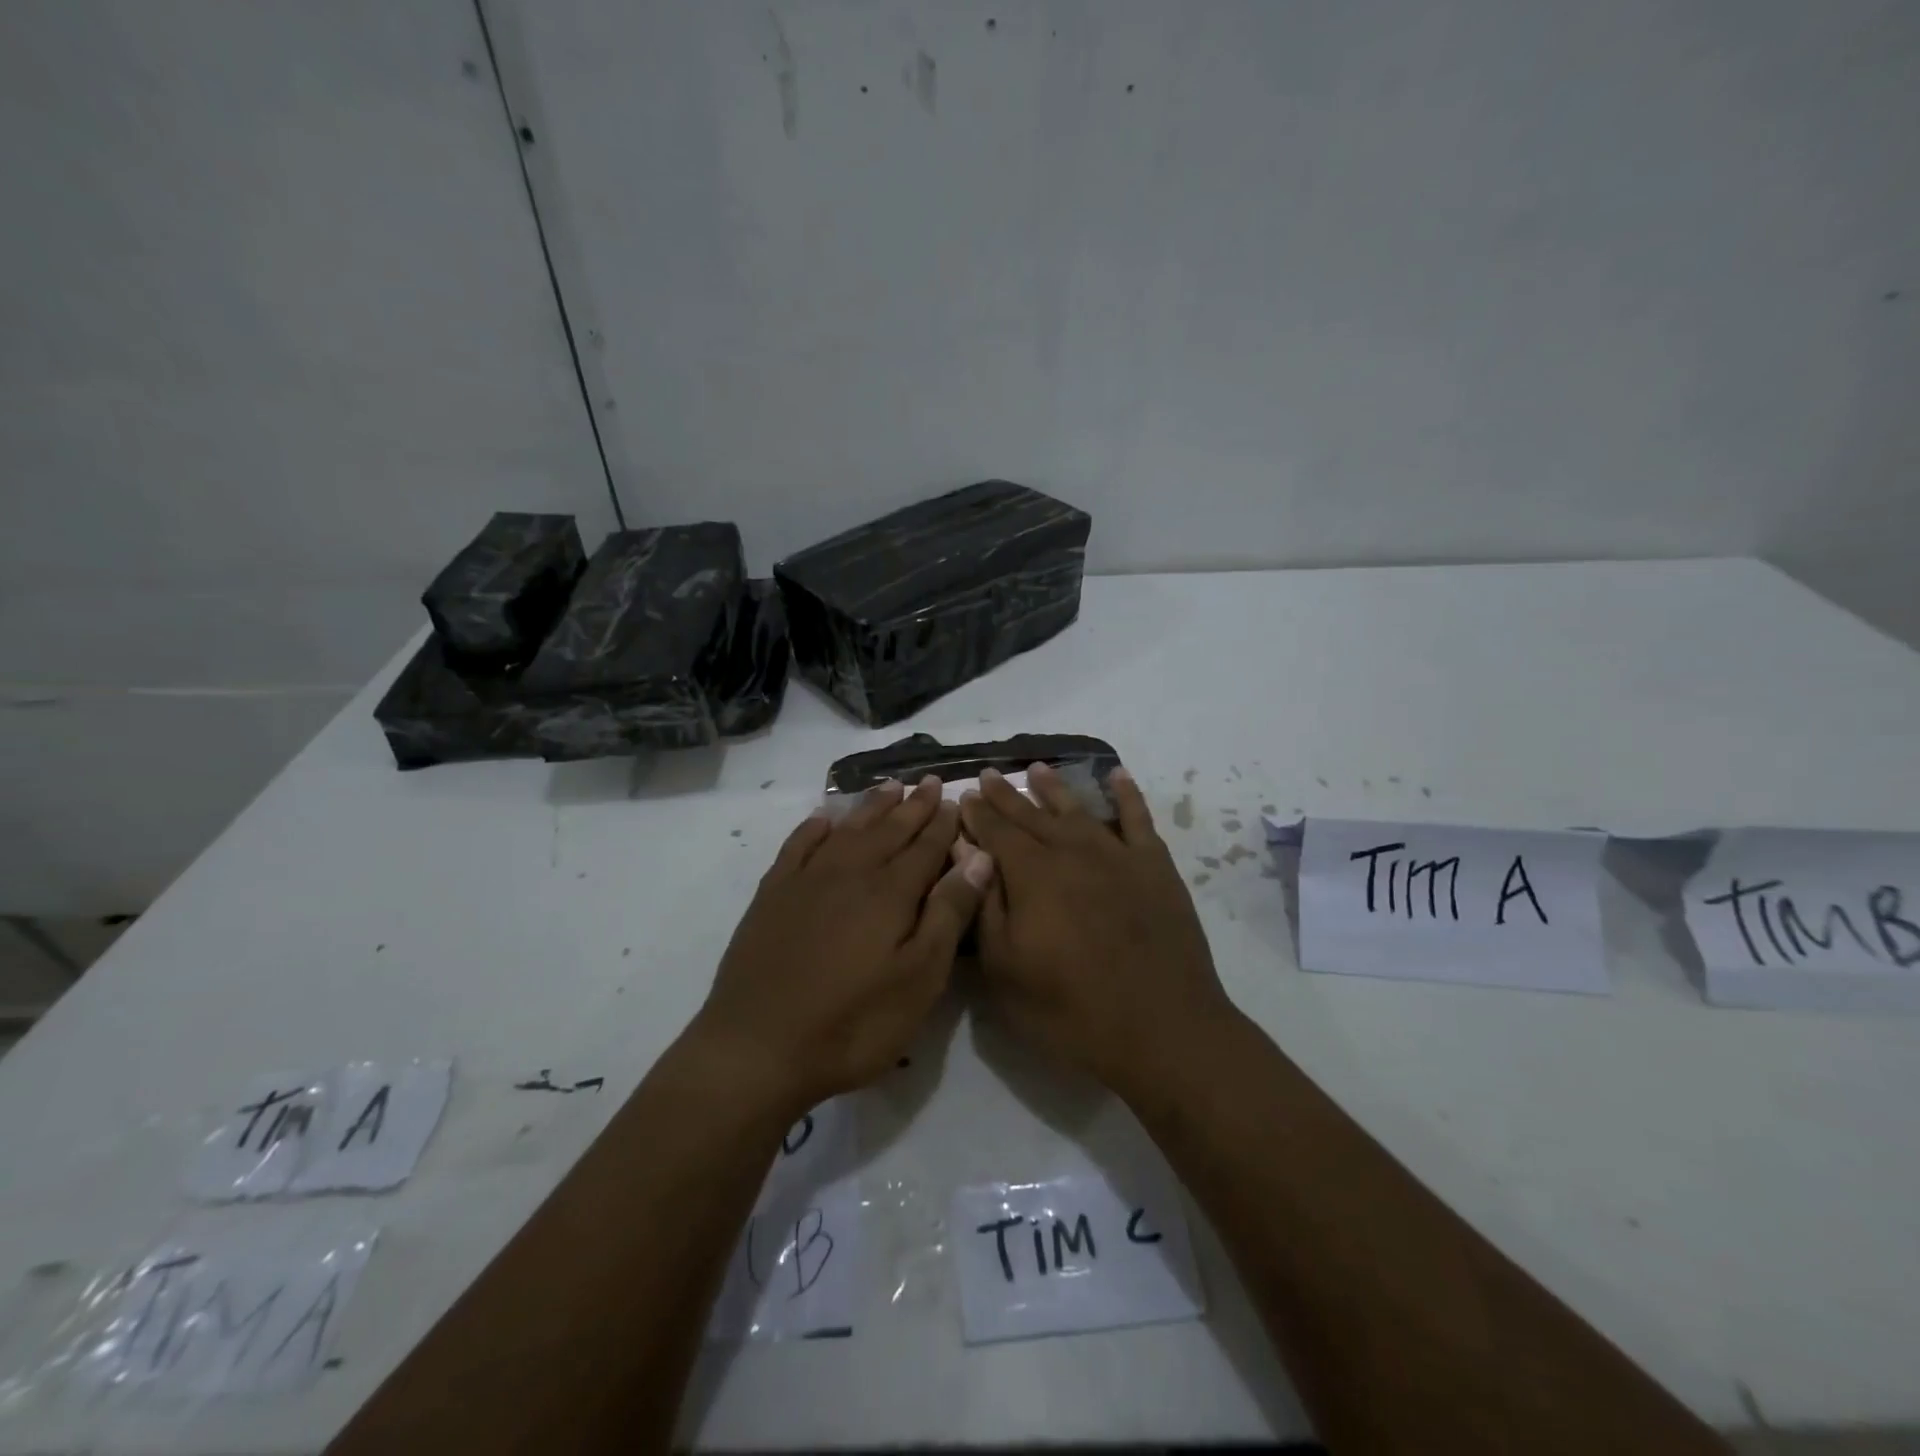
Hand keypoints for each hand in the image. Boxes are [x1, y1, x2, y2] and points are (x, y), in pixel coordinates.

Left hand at [691, 777, 994, 1115]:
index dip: (941, 823)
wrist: (757, 1047)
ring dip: (870, 807)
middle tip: (928, 781)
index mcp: (890, 892)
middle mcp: (850, 873)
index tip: (953, 798)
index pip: (925, 846)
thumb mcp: (918, 979)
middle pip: (888, 830)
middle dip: (912, 806)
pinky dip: (814, 827)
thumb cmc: (853, 1022)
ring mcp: (806, 881)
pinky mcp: (772, 895)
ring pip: (847, 830)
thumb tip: (978, 857)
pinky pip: (797, 846)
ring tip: (889, 787)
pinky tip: (823, 818)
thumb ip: (948, 913)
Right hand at [958, 763, 1235, 1097]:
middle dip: (1006, 795)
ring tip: (1037, 768)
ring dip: (1055, 787)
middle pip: (1032, 815)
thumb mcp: (1005, 969)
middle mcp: (1072, 851)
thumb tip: (968, 854)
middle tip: (989, 774)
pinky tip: (1117, 776)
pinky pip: (1138, 819)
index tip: (964, 795)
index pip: (996, 832)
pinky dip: (1127, 794)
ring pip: (1078, 810)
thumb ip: (984, 905)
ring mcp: (1117, 855)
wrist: (1162, 1029)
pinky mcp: (1155, 867)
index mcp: (1032, 874)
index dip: (977, 813)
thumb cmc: (1070, 1010)